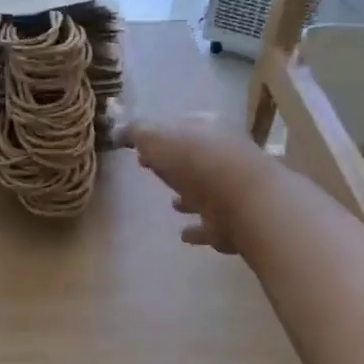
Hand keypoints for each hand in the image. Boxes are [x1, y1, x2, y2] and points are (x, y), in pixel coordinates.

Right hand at [124, 116, 277, 254]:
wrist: (244, 201)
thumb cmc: (197, 162)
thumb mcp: (157, 137)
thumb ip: (137, 132)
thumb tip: (119, 132)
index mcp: (207, 131)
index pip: (182, 128)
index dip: (161, 136)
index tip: (140, 149)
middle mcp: (224, 157)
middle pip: (195, 159)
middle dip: (177, 164)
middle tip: (153, 171)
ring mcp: (233, 191)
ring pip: (207, 192)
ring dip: (190, 197)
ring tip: (173, 204)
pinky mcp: (236, 224)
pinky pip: (212, 225)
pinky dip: (199, 229)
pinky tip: (185, 235)